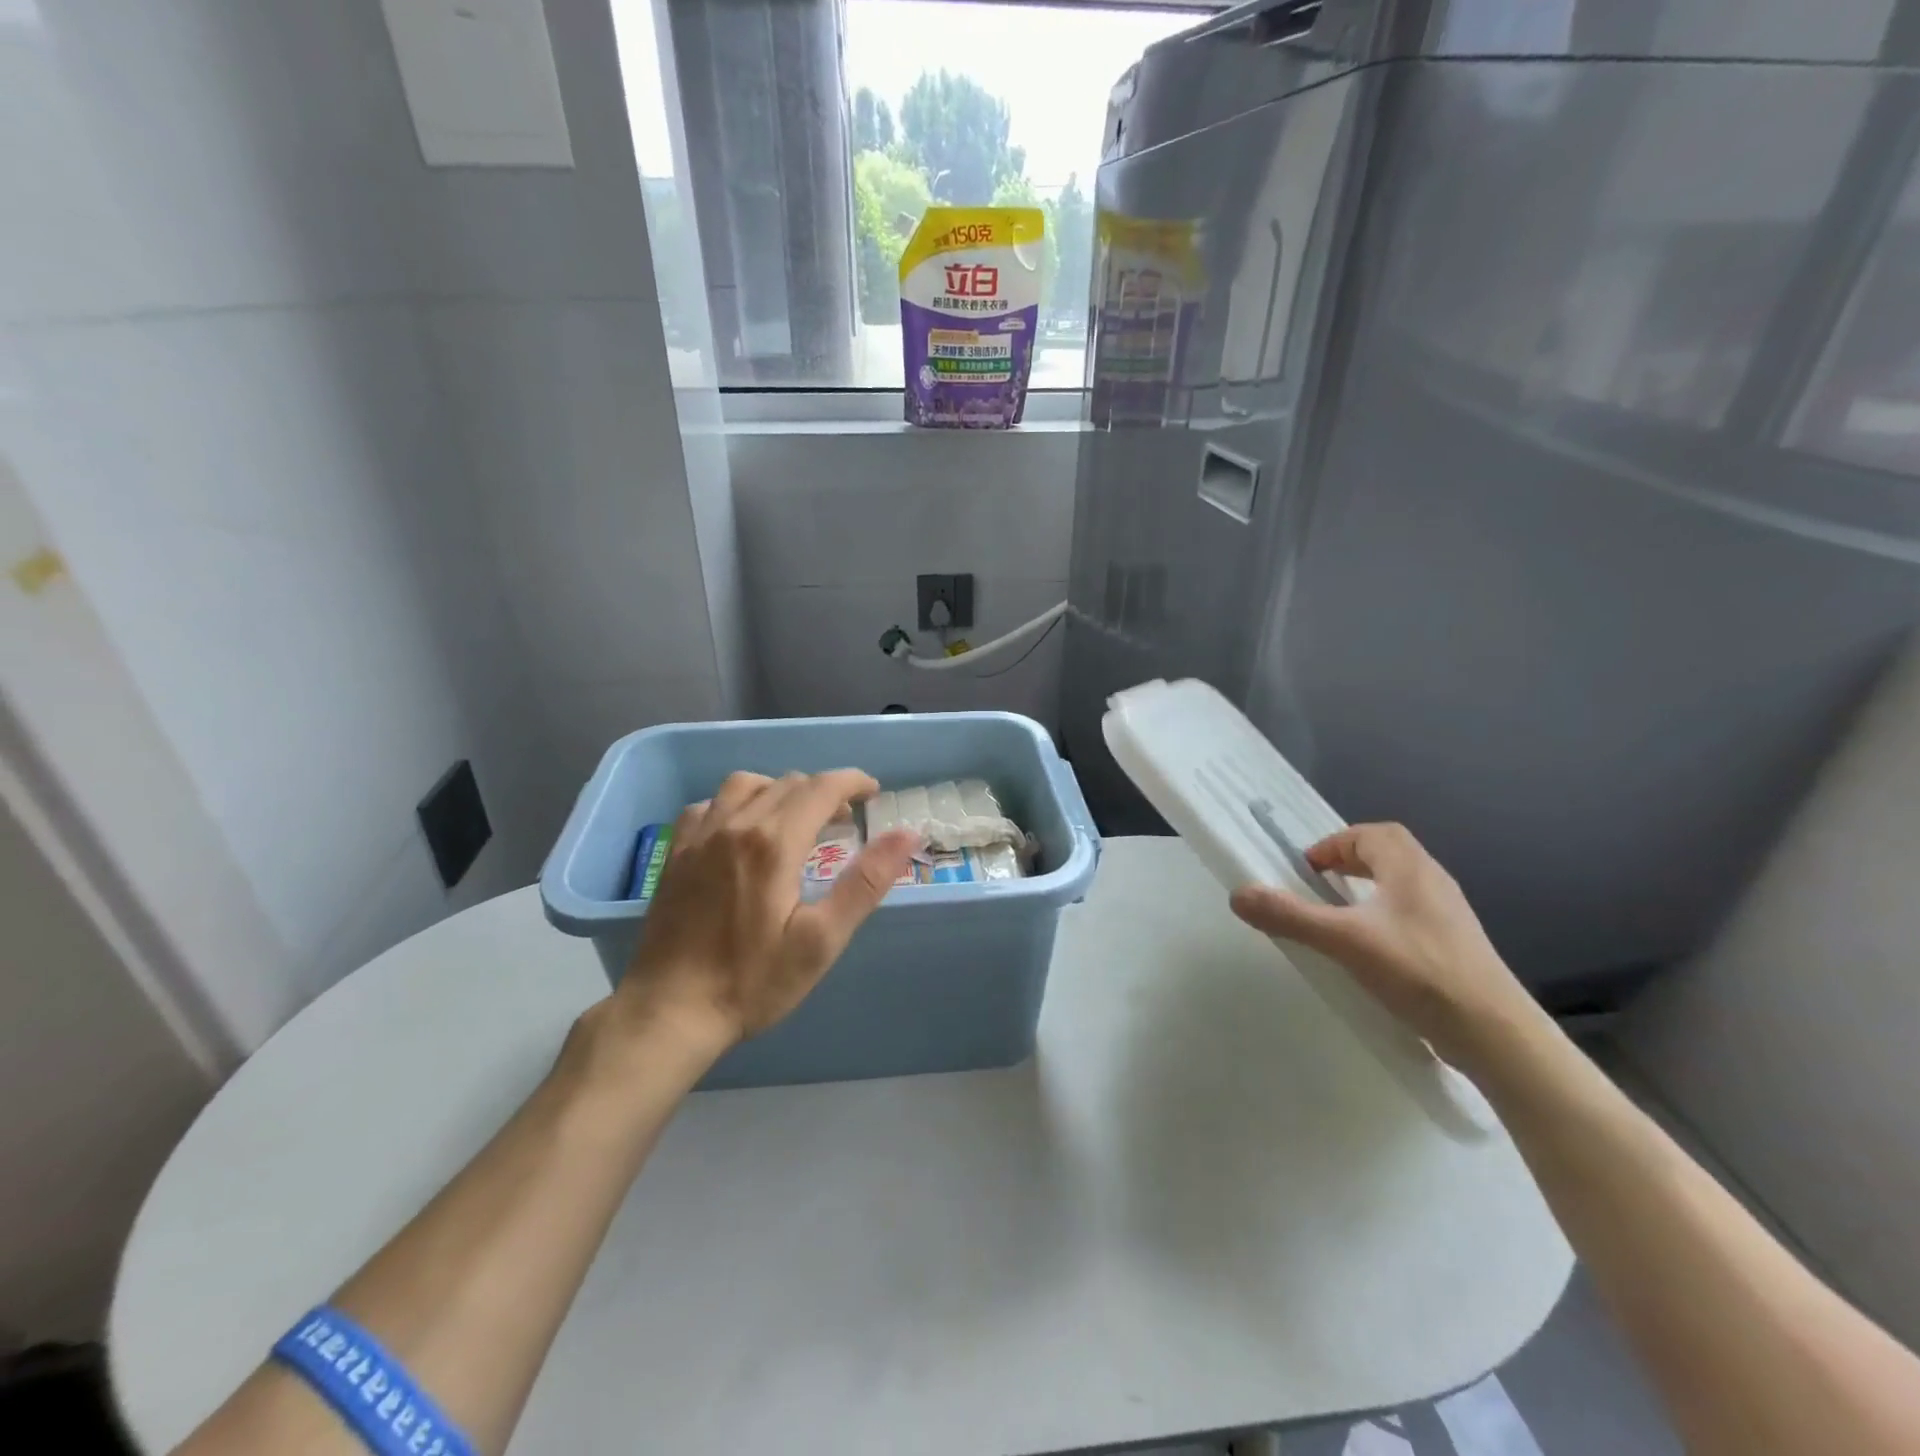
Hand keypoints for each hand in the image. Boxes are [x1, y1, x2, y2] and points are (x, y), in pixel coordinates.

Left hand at [611, 770, 920, 1057]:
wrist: (670, 1011)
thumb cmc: (753, 981)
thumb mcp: (822, 940)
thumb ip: (865, 882)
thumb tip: (907, 834)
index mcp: (774, 843)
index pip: (821, 788)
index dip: (852, 782)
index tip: (872, 792)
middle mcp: (735, 825)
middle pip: (788, 783)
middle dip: (823, 790)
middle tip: (843, 819)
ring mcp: (699, 836)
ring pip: (746, 784)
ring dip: (780, 790)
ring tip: (795, 817)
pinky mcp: (676, 853)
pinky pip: (709, 804)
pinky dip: (736, 803)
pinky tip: (742, 829)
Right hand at [1229, 822, 1538, 1070]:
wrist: (1496, 1035)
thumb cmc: (1419, 972)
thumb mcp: (1344, 941)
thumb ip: (1290, 916)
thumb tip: (1237, 894)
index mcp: (1409, 868)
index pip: (1370, 834)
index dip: (1335, 844)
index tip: (1306, 870)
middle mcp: (1433, 882)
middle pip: (1388, 854)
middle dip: (1350, 862)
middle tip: (1318, 885)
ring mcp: (1449, 916)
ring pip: (1401, 886)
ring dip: (1368, 890)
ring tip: (1338, 917)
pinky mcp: (1456, 947)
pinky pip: (1412, 916)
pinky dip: (1385, 918)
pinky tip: (1370, 951)